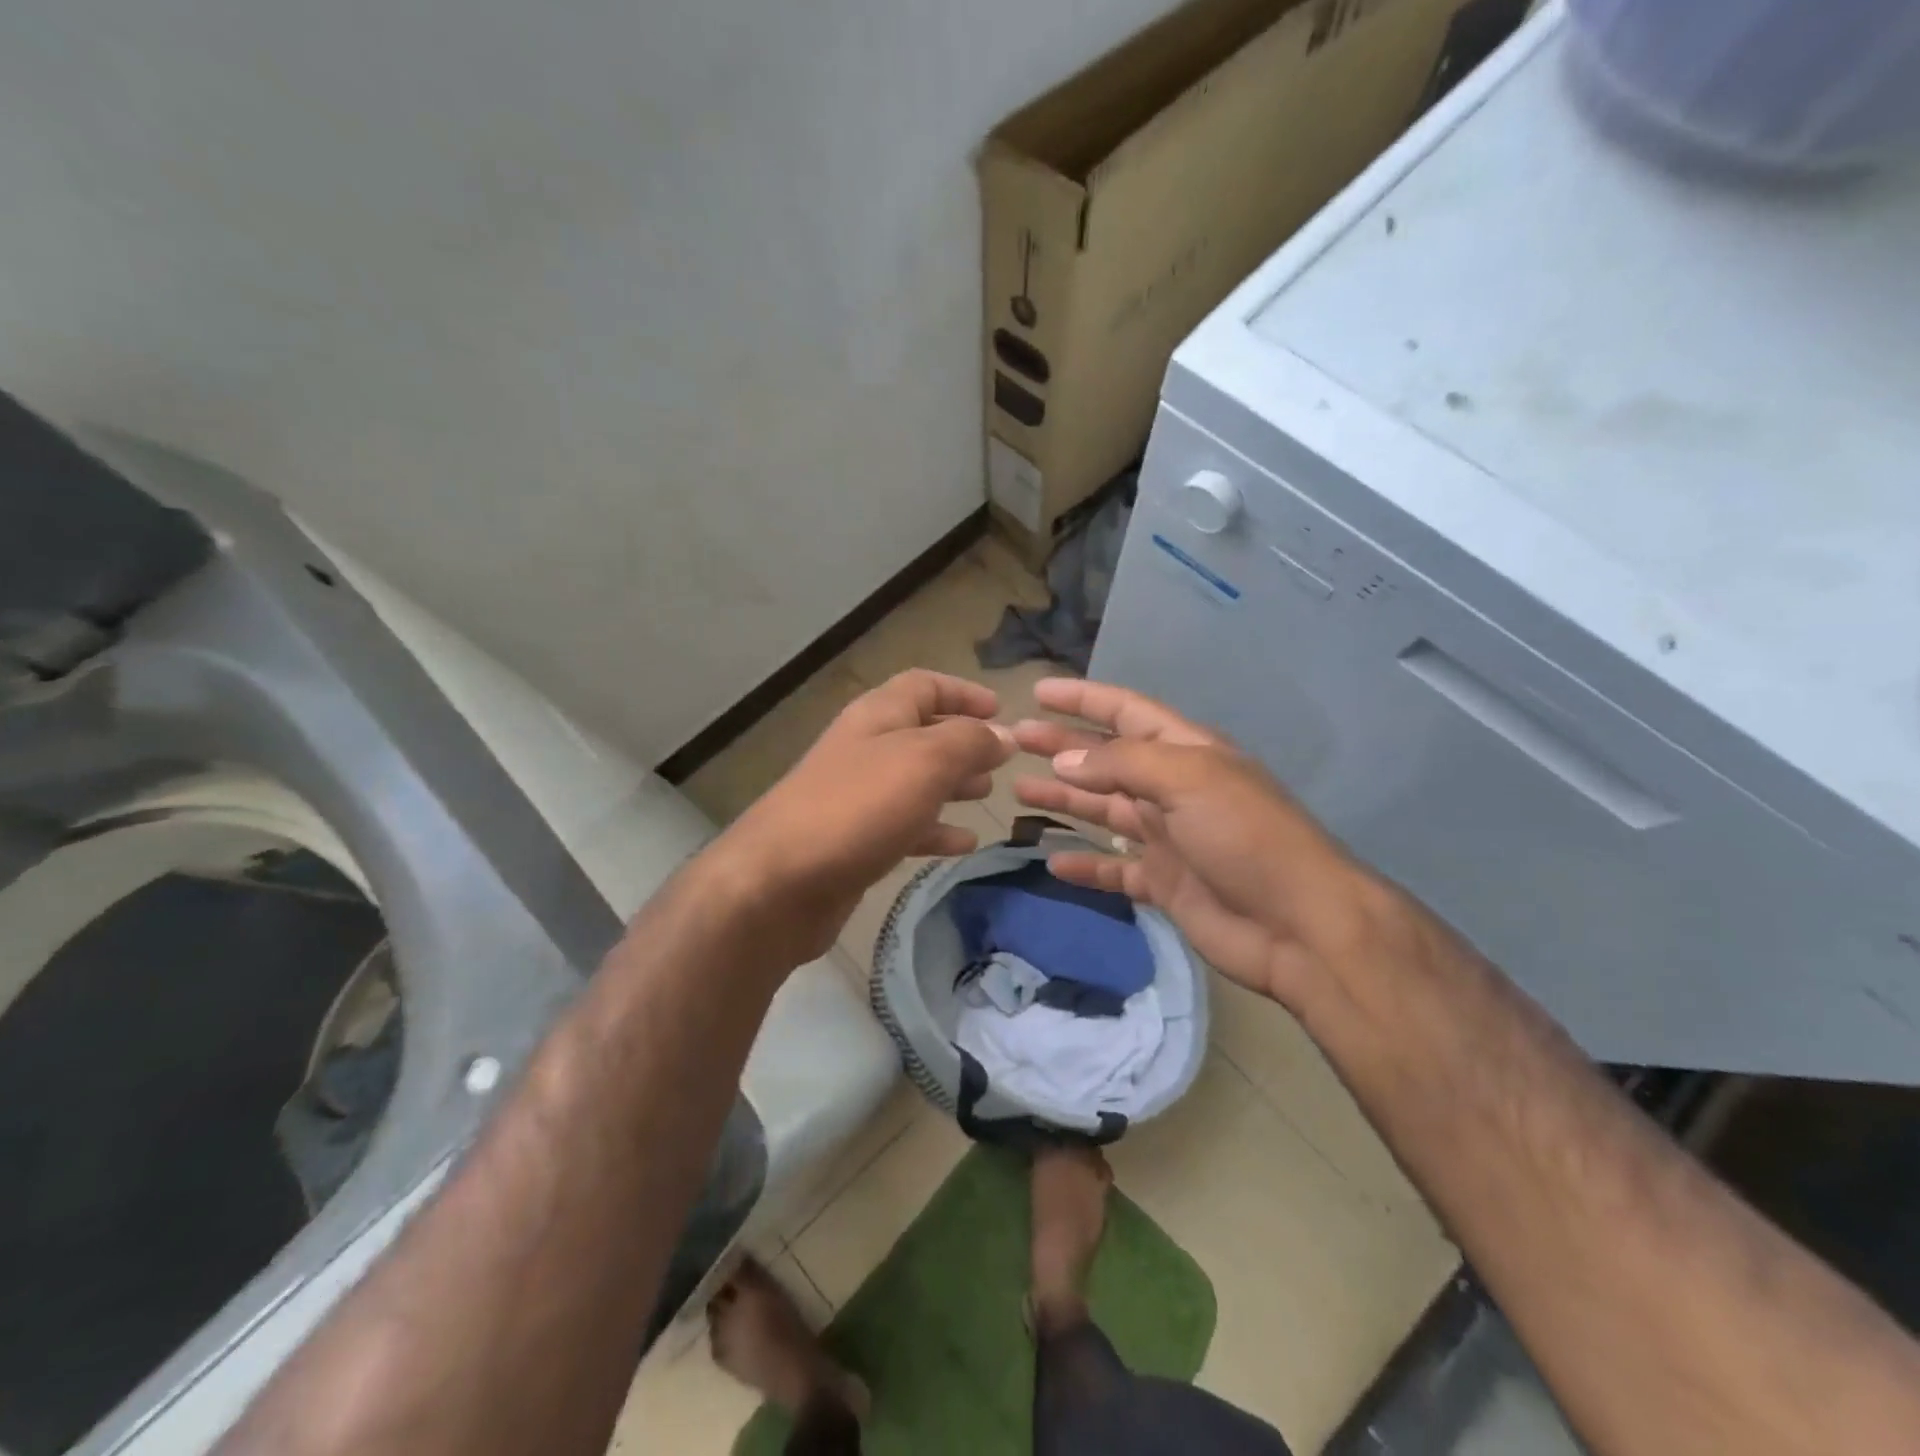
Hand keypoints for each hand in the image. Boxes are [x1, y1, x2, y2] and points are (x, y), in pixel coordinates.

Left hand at [718, 670, 1013, 964]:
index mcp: (878, 716)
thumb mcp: (924, 762)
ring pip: (915, 781)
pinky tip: (964, 844)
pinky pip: (905, 826)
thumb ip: (969, 742)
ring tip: (987, 795)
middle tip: (1001, 761)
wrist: (780, 883)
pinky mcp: (856, 842)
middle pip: (921, 733)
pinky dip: (936, 830)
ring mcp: (857, 797)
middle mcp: (866, 749)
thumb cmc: (858, 808)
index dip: (963, 692)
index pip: (924, 685)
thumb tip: (1004, 735)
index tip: (1001, 710)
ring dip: (952, 784)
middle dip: (963, 742)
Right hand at [1012, 679, 1390, 1009]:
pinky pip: (1114, 869)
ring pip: (1105, 811)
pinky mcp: (1165, 883)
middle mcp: (1173, 788)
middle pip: (1107, 759)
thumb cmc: (1245, 836)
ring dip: (1065, 798)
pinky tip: (1052, 862)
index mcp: (1185, 752)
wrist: (1299, 926)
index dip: (1083, 698)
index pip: (1125, 712)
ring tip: (1019, 790)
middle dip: (1062, 746)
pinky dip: (1086, 865)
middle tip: (1014, 741)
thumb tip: (1067, 758)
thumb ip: (1122, 765)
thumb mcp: (1187, 780)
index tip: (1037, 693)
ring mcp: (1169, 837)